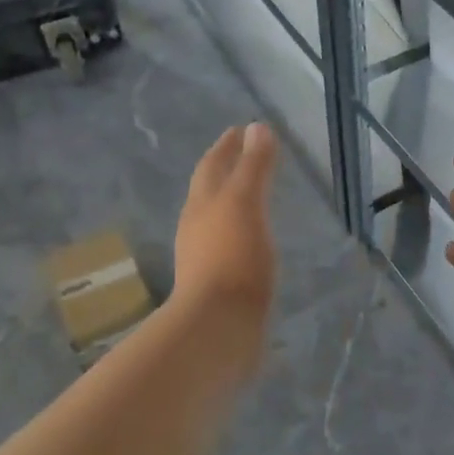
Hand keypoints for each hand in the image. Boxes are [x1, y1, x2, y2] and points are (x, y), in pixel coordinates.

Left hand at [173, 123, 278, 321]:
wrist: (218, 327)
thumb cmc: (232, 258)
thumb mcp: (245, 204)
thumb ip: (253, 167)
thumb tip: (256, 127)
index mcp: (201, 205)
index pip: (212, 166)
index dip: (226, 147)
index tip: (239, 130)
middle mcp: (197, 228)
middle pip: (208, 192)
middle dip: (224, 172)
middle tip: (244, 157)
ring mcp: (204, 259)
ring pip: (216, 221)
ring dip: (232, 205)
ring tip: (252, 197)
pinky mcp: (218, 285)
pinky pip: (230, 248)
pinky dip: (242, 234)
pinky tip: (255, 242)